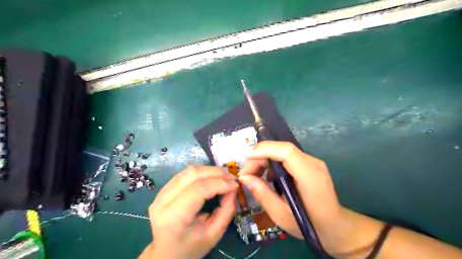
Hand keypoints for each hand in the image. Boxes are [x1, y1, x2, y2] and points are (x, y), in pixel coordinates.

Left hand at [143, 166, 237, 258]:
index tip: (235, 184)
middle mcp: (163, 200)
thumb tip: (233, 188)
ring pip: (189, 171)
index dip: (219, 183)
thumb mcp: (213, 235)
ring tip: (224, 176)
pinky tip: (211, 178)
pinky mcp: (163, 189)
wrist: (165, 253)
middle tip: (232, 178)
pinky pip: (185, 174)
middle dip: (216, 172)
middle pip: (193, 174)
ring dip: (209, 170)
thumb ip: (226, 210)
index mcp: (173, 217)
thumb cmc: (190, 248)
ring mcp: (161, 192)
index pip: (198, 189)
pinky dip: (202, 172)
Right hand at [238, 142, 341, 244]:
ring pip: (283, 151)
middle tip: (246, 173)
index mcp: (310, 176)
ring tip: (254, 175)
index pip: (286, 152)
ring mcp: (312, 162)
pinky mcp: (309, 164)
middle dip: (260, 156)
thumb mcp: (281, 215)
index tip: (245, 157)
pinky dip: (273, 163)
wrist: (335, 226)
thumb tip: (244, 177)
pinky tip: (268, 177)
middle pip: (282, 149)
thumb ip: (262, 194)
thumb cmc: (309, 225)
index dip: (264, 150)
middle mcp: (313, 163)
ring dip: (265, 159)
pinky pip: (287, 157)